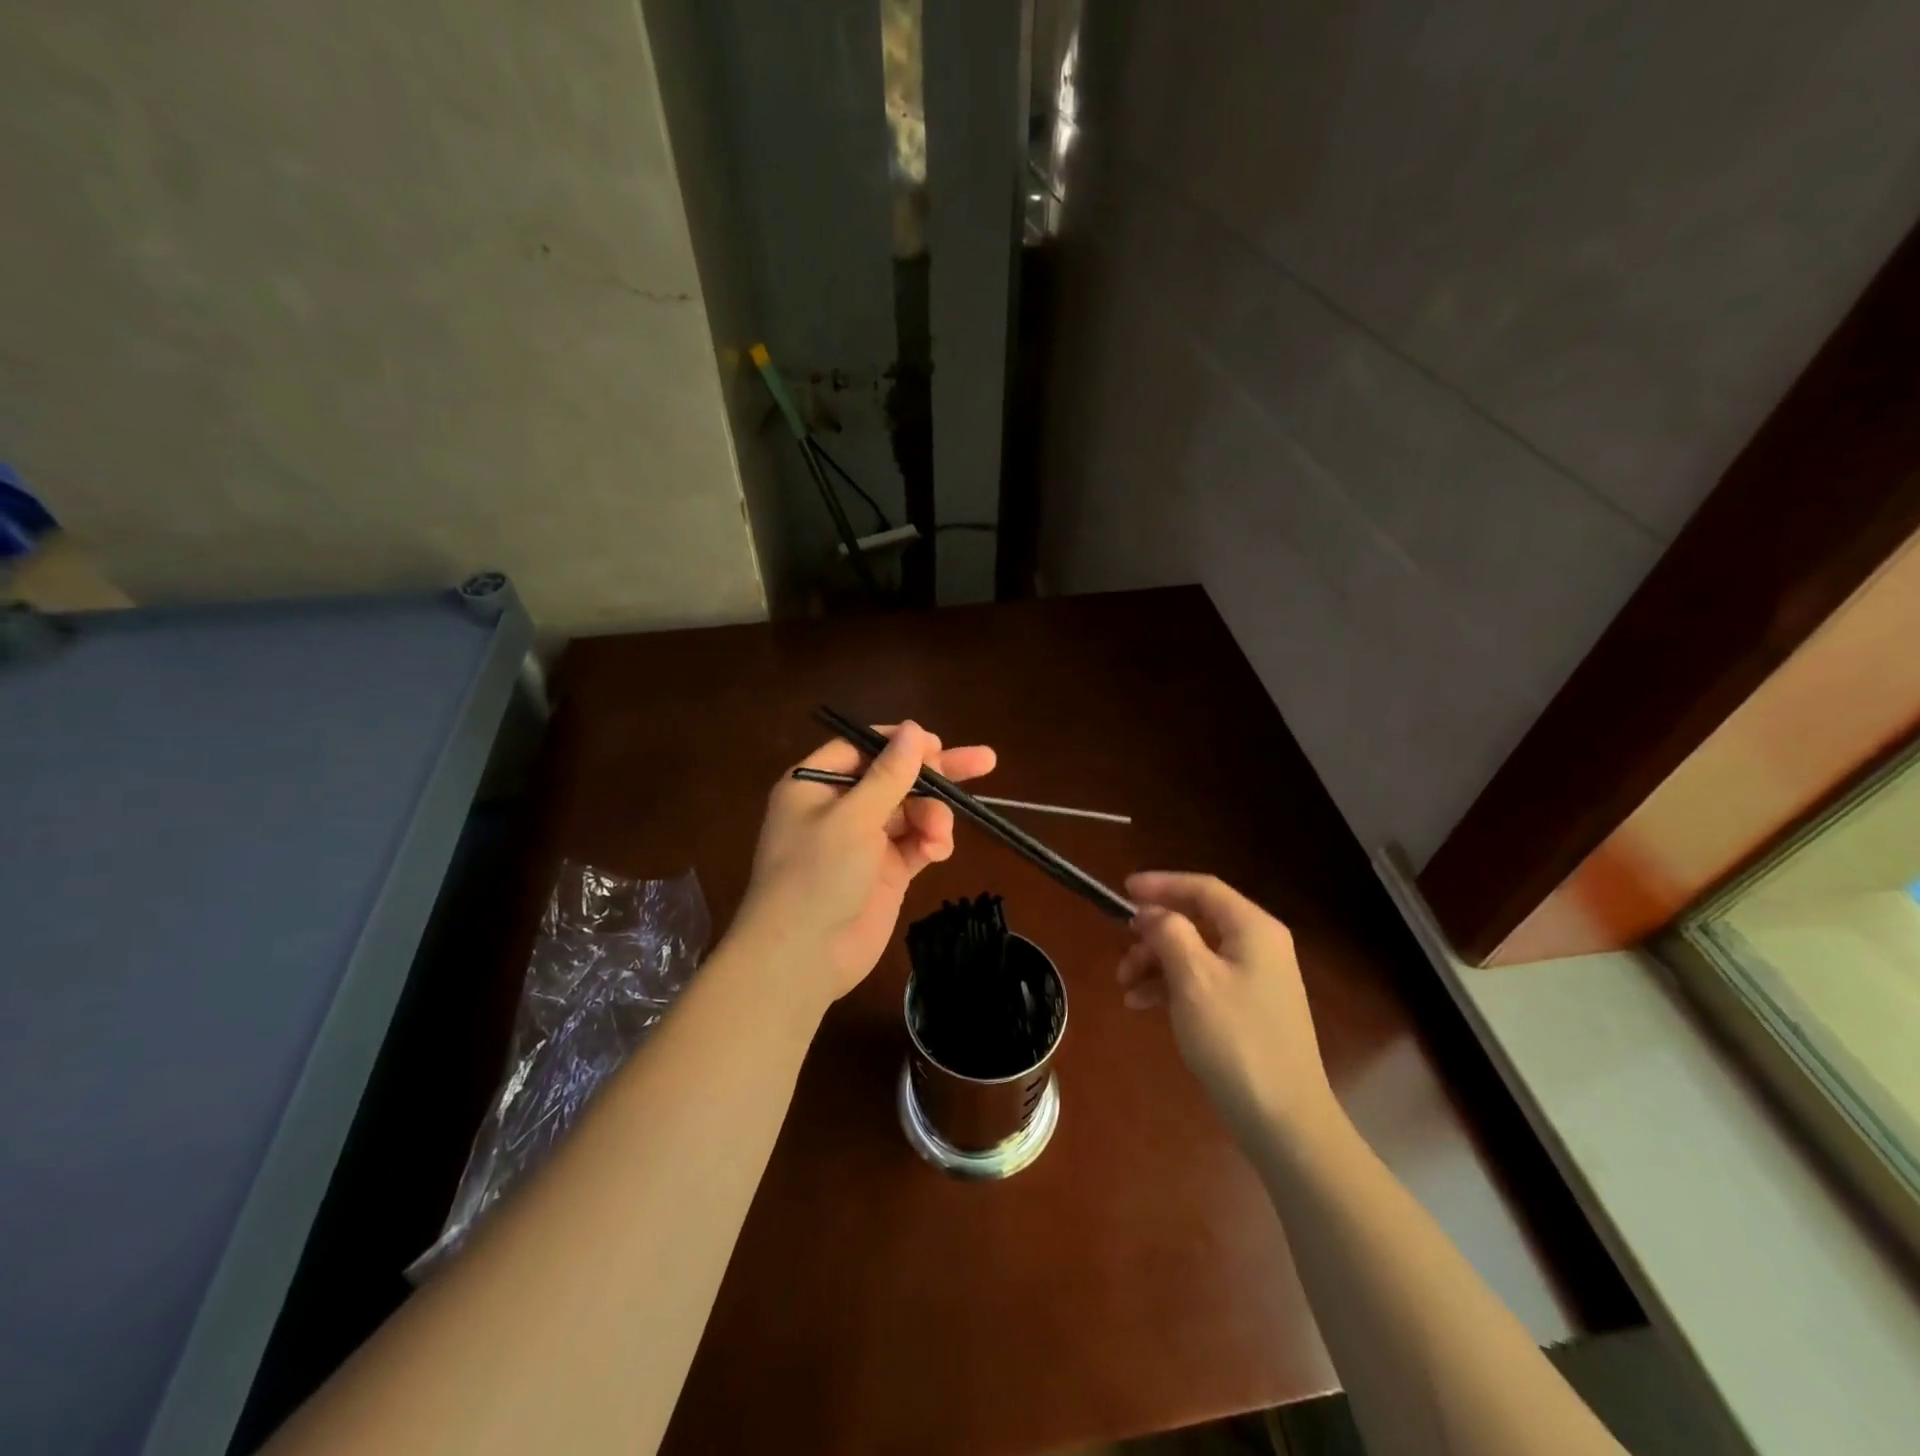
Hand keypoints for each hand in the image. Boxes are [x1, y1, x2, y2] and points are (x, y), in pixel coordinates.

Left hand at [732, 722, 996, 1011]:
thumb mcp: (853, 818)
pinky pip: (915, 844)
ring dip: (932, 817)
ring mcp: (864, 841)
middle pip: (895, 778)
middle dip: (936, 774)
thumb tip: (915, 729)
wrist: (802, 959)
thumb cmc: (816, 875)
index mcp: (815, 785)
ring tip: (940, 836)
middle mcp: (839, 808)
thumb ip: (889, 774)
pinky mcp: (885, 871)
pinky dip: (930, 842)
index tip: (938, 744)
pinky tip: (938, 851)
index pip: (863, 748)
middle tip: (984, 761)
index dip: (901, 744)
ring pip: (911, 811)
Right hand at [1116, 872, 1340, 1146]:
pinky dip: (1171, 986)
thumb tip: (1152, 912)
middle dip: (1154, 932)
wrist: (1282, 1119)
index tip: (1123, 890)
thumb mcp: (1193, 978)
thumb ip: (1169, 932)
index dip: (1161, 884)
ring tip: (1124, 985)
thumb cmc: (1235, 1038)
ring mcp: (1256, 980)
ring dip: (1156, 962)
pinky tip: (1141, 1004)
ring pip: (1195, 953)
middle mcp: (1259, 946)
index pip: (1203, 888)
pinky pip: (1203, 981)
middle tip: (1122, 945)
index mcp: (1253, 929)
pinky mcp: (1248, 1009)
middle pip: (1197, 920)